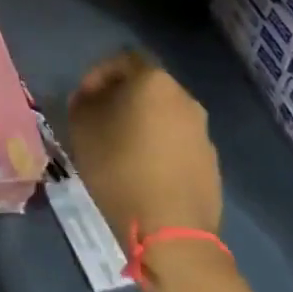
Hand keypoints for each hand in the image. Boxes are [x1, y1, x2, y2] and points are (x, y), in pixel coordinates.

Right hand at [67, 52, 221, 241]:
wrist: (171, 231)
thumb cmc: (120, 168)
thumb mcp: (83, 128)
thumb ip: (83, 102)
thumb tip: (91, 97)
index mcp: (154, 82)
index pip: (122, 60)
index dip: (97, 75)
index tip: (81, 98)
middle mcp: (184, 99)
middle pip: (146, 88)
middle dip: (120, 99)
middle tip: (97, 121)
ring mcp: (202, 132)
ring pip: (164, 116)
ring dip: (141, 125)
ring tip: (118, 149)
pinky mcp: (211, 163)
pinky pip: (177, 144)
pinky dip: (158, 149)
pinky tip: (142, 172)